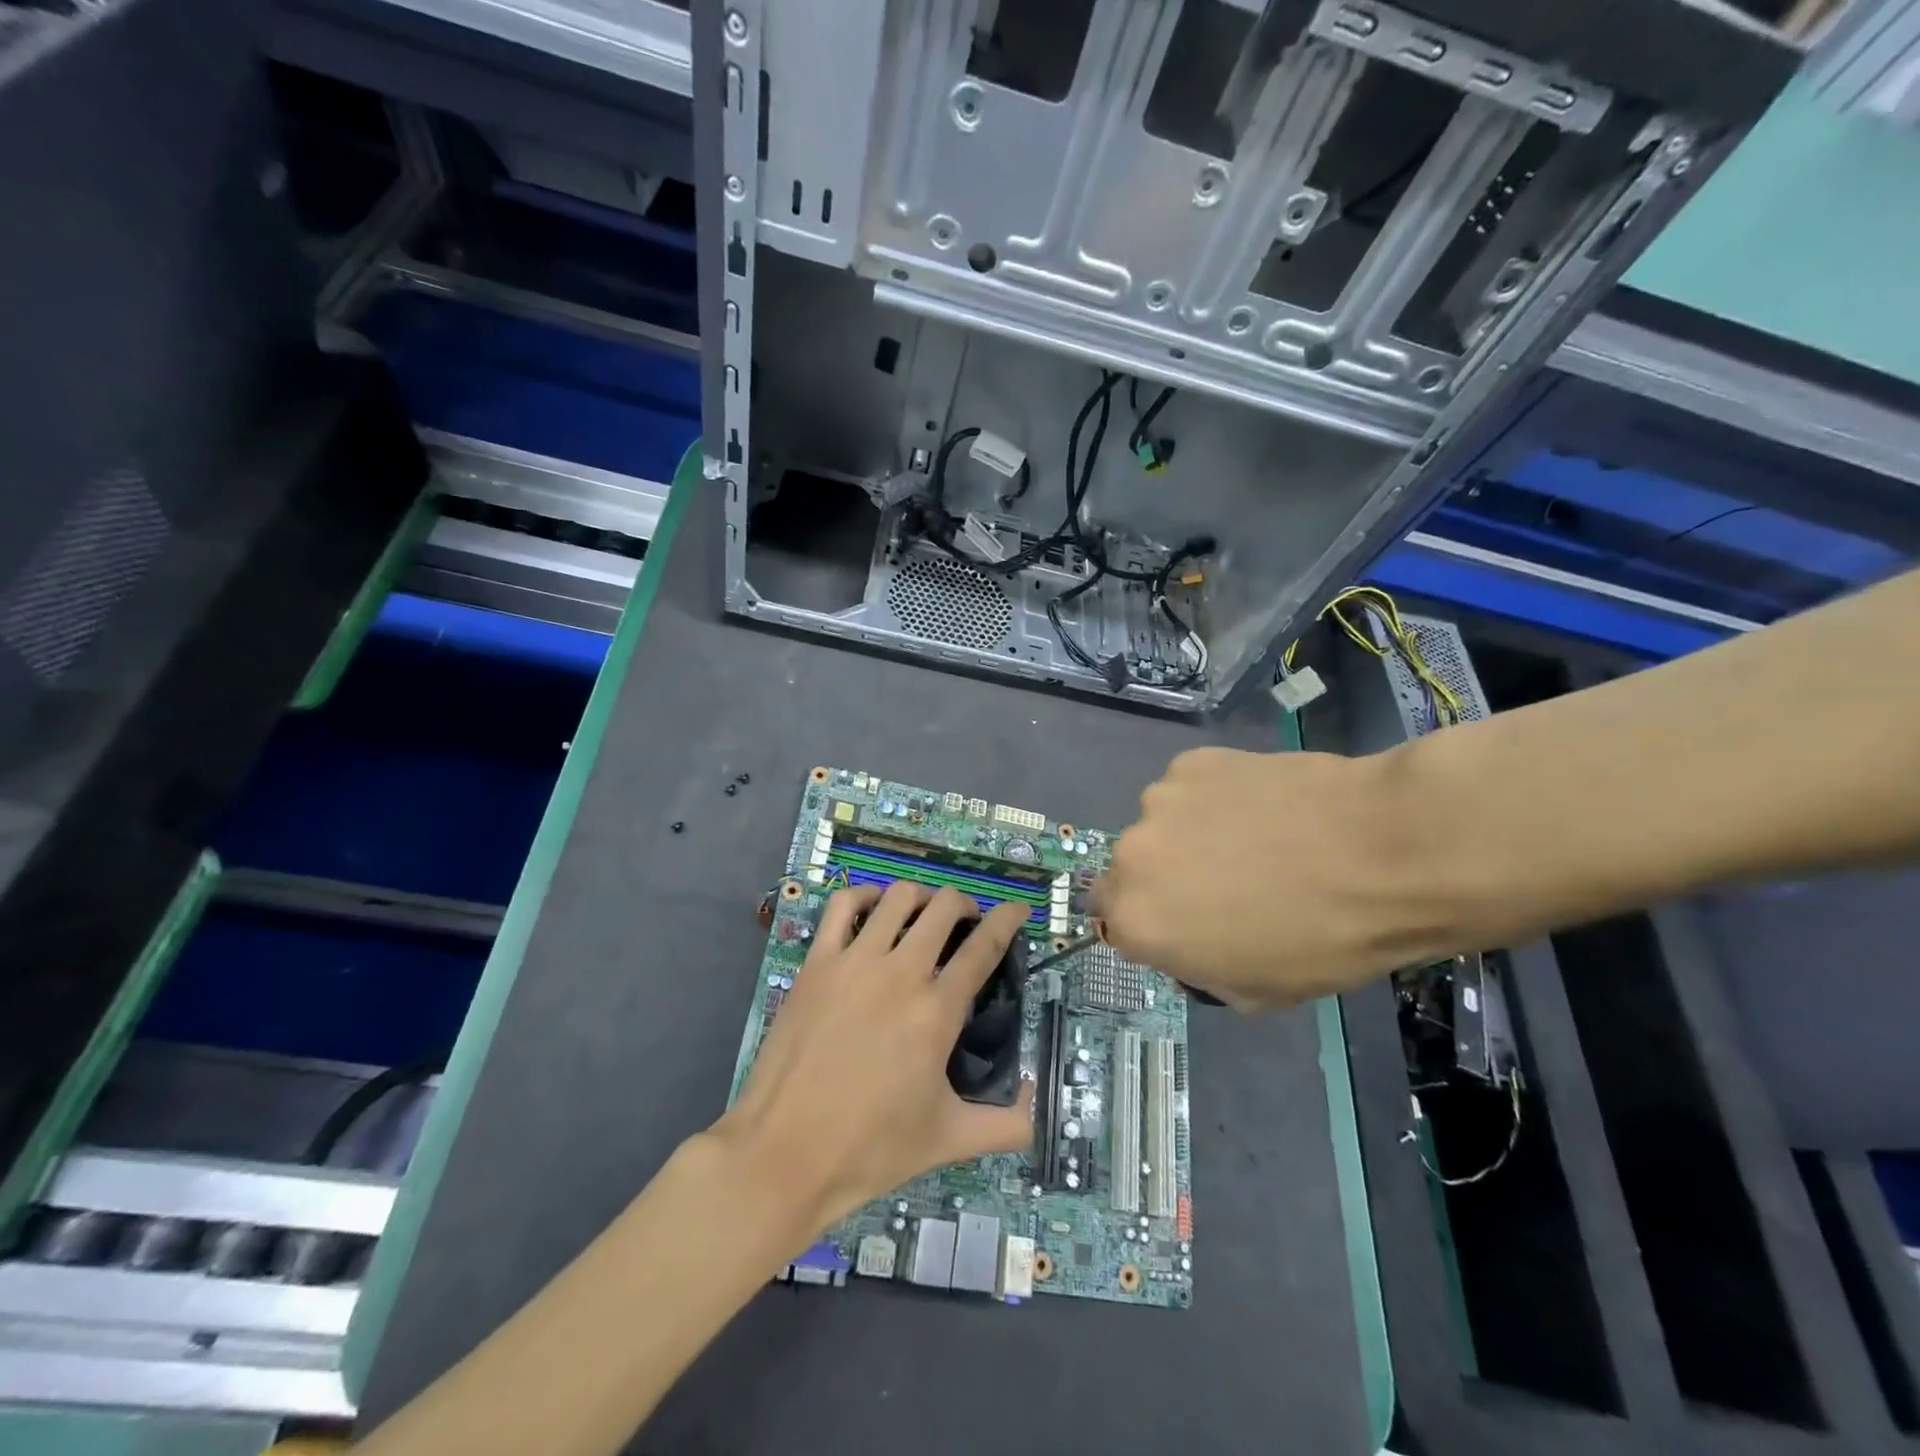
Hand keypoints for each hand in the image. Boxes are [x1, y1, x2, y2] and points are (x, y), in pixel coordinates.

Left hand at [714, 883, 1034, 1234]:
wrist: (783, 1155)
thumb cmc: (869, 1149)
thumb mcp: (948, 1139)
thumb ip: (1008, 1125)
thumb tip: (1042, 1106)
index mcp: (937, 1011)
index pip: (984, 947)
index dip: (1007, 919)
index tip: (1018, 908)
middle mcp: (900, 973)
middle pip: (943, 908)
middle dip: (964, 905)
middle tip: (966, 923)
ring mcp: (854, 963)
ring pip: (898, 897)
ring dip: (921, 897)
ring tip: (924, 914)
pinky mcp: (816, 963)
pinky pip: (843, 906)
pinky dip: (865, 896)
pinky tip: (874, 910)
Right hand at [1093, 746, 1446, 1007]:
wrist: (1384, 851)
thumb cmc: (1323, 940)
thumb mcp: (1255, 993)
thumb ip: (1198, 968)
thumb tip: (1192, 942)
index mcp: (1138, 920)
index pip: (1114, 922)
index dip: (1153, 925)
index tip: (1191, 925)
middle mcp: (1132, 857)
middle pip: (1133, 870)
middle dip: (1167, 878)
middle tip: (1226, 882)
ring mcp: (1160, 801)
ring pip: (1161, 824)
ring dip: (1189, 835)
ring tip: (1254, 838)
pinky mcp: (1193, 762)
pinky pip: (1191, 788)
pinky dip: (1215, 798)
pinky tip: (1265, 806)